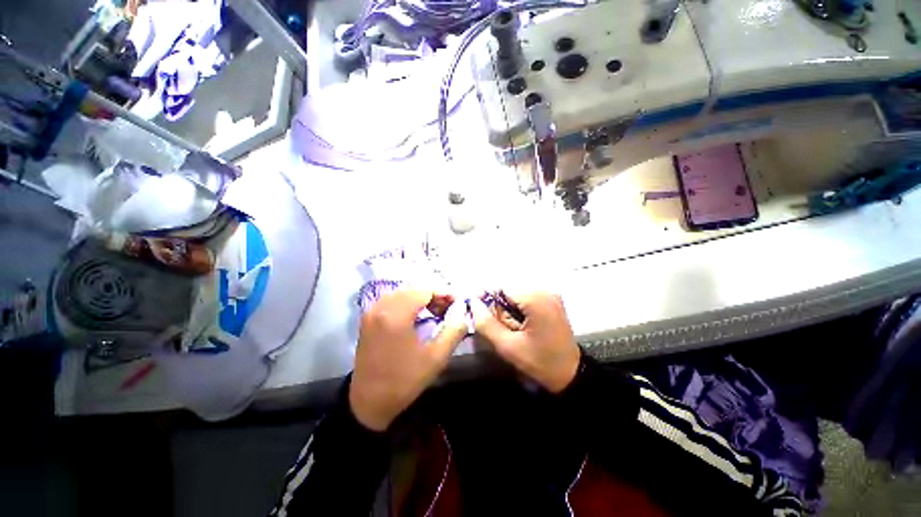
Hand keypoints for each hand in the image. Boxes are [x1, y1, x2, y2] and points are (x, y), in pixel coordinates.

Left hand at [349, 290, 467, 430]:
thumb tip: (464, 314)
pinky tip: (417, 313)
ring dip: (420, 297)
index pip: (424, 291)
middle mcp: (381, 307)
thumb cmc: (404, 380)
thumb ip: (454, 332)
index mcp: (396, 315)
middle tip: (449, 306)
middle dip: (433, 294)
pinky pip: (391, 300)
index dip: (444, 293)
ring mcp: (371, 312)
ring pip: (401, 293)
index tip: (458, 300)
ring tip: (436, 309)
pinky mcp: (367, 319)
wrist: (368, 402)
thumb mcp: (436, 358)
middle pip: (412, 289)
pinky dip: (406, 302)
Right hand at [471, 292, 579, 392]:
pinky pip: (525, 298)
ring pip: (516, 294)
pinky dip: (518, 309)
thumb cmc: (540, 362)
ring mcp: (550, 294)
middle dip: (499, 307)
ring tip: (512, 328)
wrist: (570, 374)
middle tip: (502, 328)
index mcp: (536, 299)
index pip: (501, 287)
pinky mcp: (551, 300)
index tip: (479, 313)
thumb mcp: (508, 347)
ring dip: (508, 309)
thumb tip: (472, 303)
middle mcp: (545, 291)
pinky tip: (521, 325)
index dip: (487, 298)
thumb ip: (486, 324)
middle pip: (509, 290)